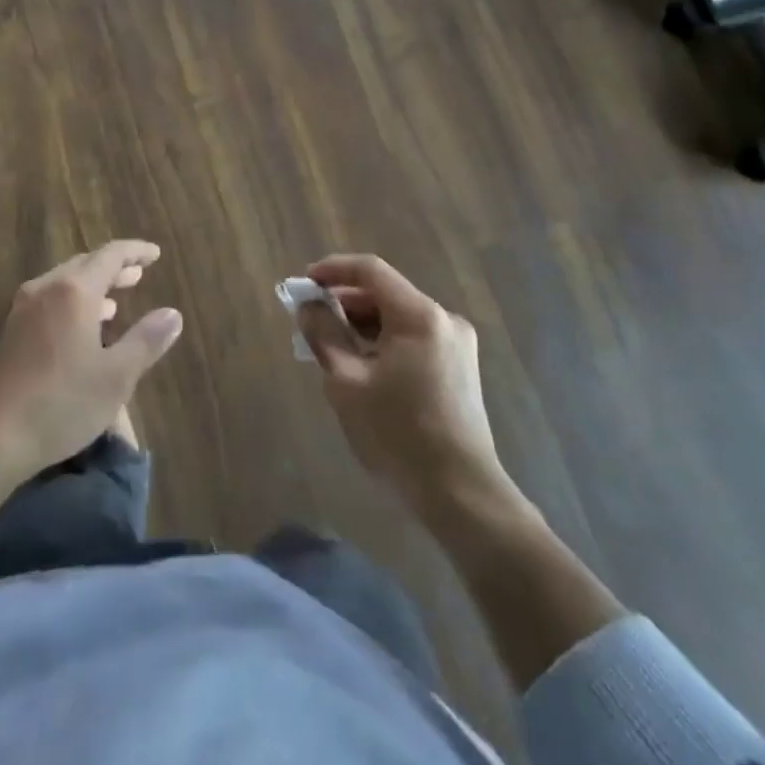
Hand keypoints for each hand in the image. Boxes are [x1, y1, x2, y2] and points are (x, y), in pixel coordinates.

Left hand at [0, 240, 183, 478]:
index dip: (135, 252)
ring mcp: (25, 310)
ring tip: (116, 301)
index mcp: (74, 290)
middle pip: (85, 265)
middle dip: (114, 268)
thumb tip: (173, 314)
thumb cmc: (61, 402)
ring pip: (65, 283)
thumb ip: (146, 341)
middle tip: (138, 274)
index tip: (155, 254)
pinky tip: (83, 329)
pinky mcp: (12, 333)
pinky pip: (51, 301)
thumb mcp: (116, 377)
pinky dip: (74, 303)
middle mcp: (47, 289)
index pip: (110, 255)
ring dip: (93, 287)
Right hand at [299, 254, 519, 515]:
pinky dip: (383, 343)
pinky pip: (412, 339)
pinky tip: (361, 368)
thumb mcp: (347, 381)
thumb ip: (324, 334)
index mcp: (419, 315)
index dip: (333, 270)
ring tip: (330, 349)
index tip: (303, 284)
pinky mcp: (459, 368)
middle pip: (384, 294)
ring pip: (397, 318)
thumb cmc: (398, 434)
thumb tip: (308, 306)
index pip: (370, 271)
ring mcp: (456, 344)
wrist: (461, 494)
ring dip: (362, 326)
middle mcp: (443, 319)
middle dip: (344, 303)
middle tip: (310, 324)